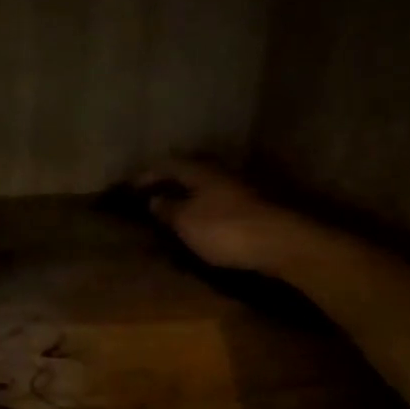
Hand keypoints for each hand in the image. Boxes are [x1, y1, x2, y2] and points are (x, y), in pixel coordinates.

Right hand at [138, 157, 299, 273]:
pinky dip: (202, 208)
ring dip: (187, 196)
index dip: (147, 174)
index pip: (167, 165)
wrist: (280, 243)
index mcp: (200, 171)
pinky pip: (217, 202)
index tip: (130, 186)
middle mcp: (219, 173)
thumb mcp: (186, 221)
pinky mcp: (252, 208)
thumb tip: (154, 200)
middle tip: (149, 195)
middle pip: (188, 172)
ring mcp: (239, 189)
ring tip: (171, 210)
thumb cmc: (225, 229)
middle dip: (168, 182)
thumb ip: (167, 209)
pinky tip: (197, 221)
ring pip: (205, 187)